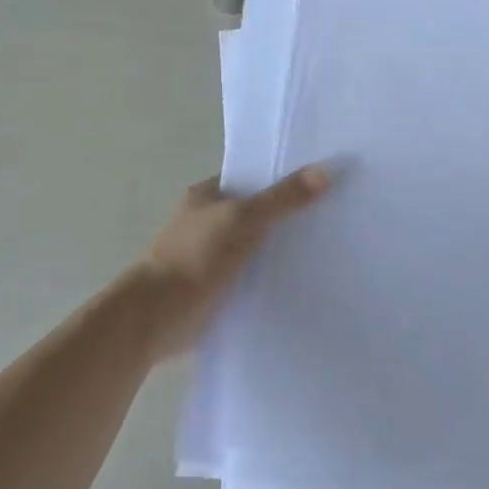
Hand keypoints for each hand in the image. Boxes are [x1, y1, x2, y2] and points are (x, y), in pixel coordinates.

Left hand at [132, 165, 331, 360]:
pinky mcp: (213, 289)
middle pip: (253, 212)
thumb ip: (283, 198)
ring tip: (324, 248)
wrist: (158, 316)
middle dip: (284, 216)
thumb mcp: (245, 218)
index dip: (280, 178)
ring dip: (277, 250)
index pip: (249, 178)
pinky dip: (268, 278)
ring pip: (252, 246)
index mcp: (204, 196)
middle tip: (330, 215)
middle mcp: (204, 222)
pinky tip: (299, 281)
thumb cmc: (196, 256)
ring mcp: (207, 257)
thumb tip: (325, 171)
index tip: (318, 182)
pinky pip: (248, 276)